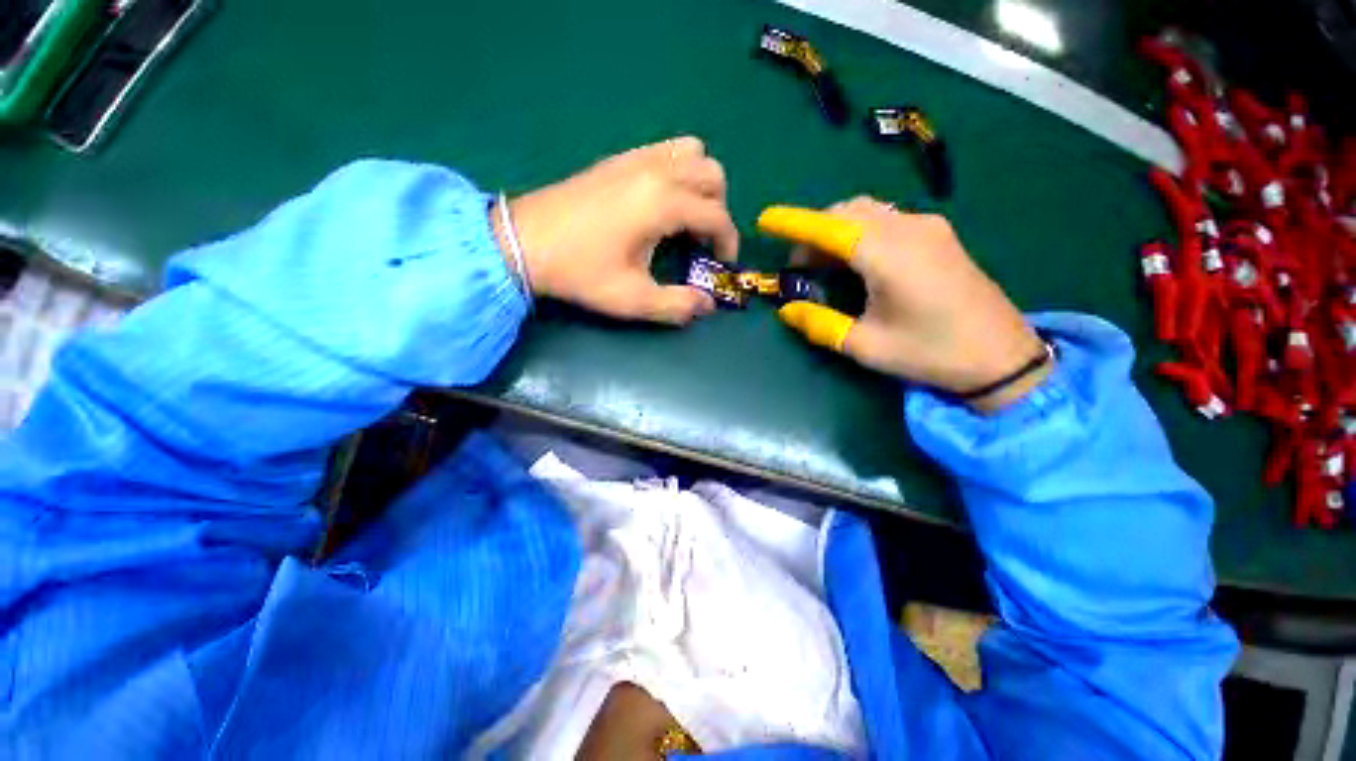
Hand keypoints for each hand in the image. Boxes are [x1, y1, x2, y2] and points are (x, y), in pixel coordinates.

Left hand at [492, 137, 738, 324]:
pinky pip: (665, 150)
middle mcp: (655, 170)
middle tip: (703, 240)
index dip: (728, 242)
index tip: (721, 265)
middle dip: (719, 209)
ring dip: (701, 183)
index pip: (717, 214)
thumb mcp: (632, 299)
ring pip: (692, 152)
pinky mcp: (617, 159)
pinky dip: (678, 170)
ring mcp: (635, 158)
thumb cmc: (580, 272)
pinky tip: (660, 201)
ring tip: (686, 216)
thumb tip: (707, 305)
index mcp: (662, 202)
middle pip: (713, 174)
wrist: (523, 242)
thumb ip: (677, 305)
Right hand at [758, 197, 1050, 411]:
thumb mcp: (865, 346)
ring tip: (823, 265)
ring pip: (867, 213)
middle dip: (814, 231)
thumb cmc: (930, 352)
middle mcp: (908, 228)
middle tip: (799, 268)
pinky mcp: (938, 235)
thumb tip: (787, 310)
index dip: (793, 222)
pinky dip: (860, 233)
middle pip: (847, 212)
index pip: (828, 227)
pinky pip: (886, 221)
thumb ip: (820, 324)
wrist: (1002, 356)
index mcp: (888, 255)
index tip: (765, 219)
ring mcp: (928, 227)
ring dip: (836, 231)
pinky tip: (857, 261)